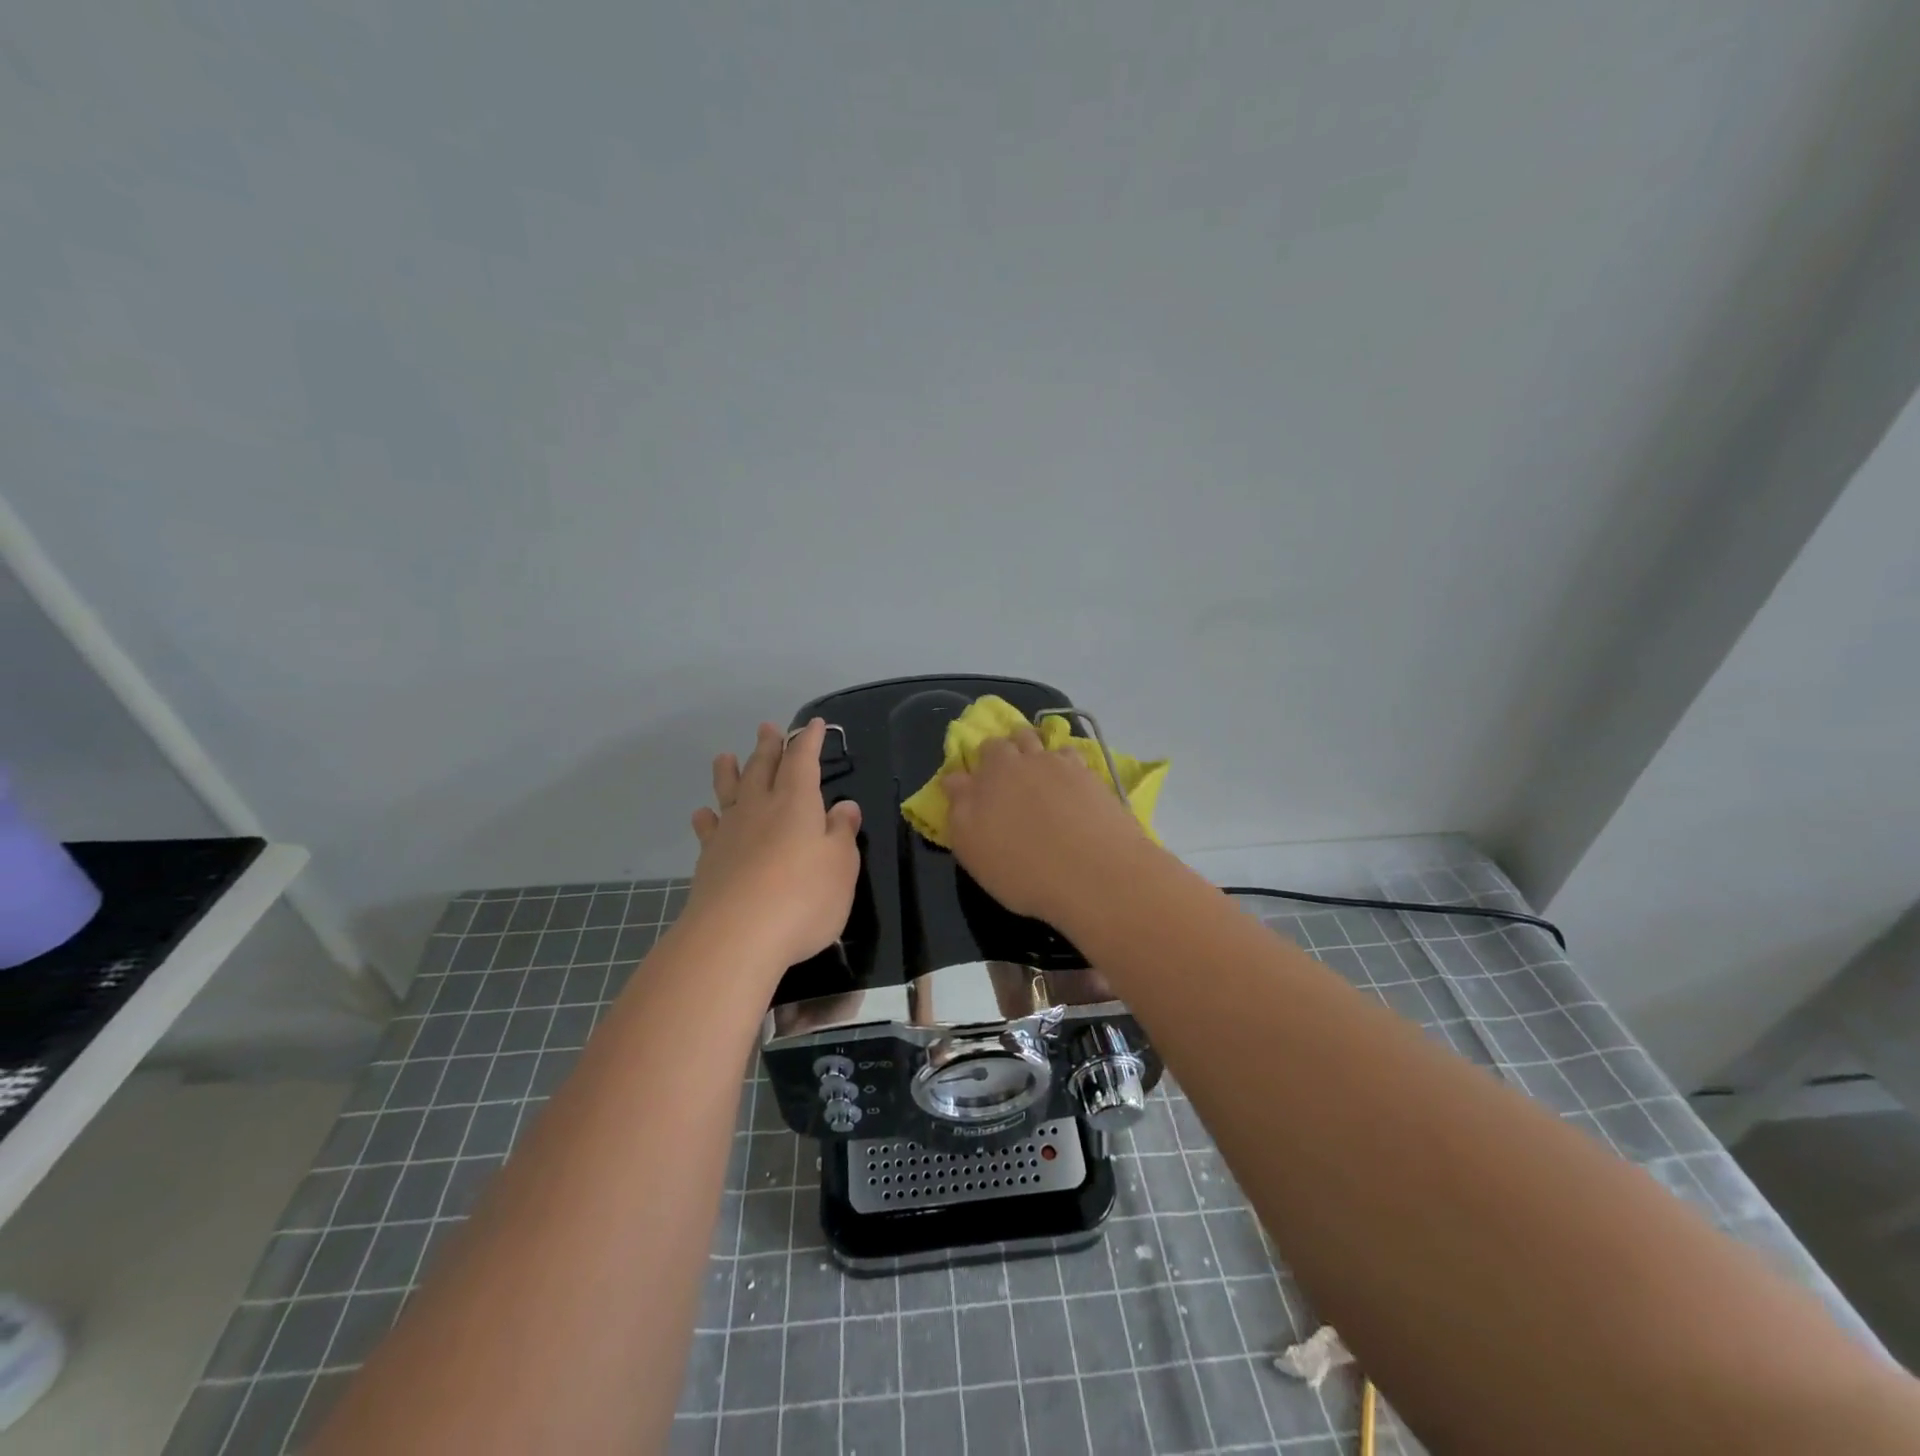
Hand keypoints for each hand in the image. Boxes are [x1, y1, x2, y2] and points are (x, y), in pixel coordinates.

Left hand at [687, 719, 862, 968]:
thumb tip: (845, 806)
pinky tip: (703, 814)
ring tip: (725, 756)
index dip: (809, 741)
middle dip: (769, 747)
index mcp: (796, 803)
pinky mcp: (710, 860)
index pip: (803, 761)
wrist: (736, 937)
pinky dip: (707, 818)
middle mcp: (760, 808)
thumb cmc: (803, 898)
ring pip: (730, 792)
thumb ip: (842, 833)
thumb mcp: (841, 866)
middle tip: (767, 728)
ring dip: (729, 772)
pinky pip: (708, 829)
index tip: (815, 725)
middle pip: (762, 768)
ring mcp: (731, 833)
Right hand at [942, 729, 1148, 921]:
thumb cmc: (1023, 870)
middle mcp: (1024, 760)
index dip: (973, 769)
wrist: (1096, 875)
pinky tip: (1070, 783)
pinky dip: (1068, 763)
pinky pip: (1073, 757)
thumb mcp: (974, 850)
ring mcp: (1061, 765)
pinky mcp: (1092, 776)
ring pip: (1043, 741)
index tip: (975, 786)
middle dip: (1005, 750)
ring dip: (1036, 749)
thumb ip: (960, 810)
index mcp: (990, 775)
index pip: (974, 756)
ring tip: (1038, 771)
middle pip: (1010, 740)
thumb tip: (956, 780)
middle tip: (1008, 775)